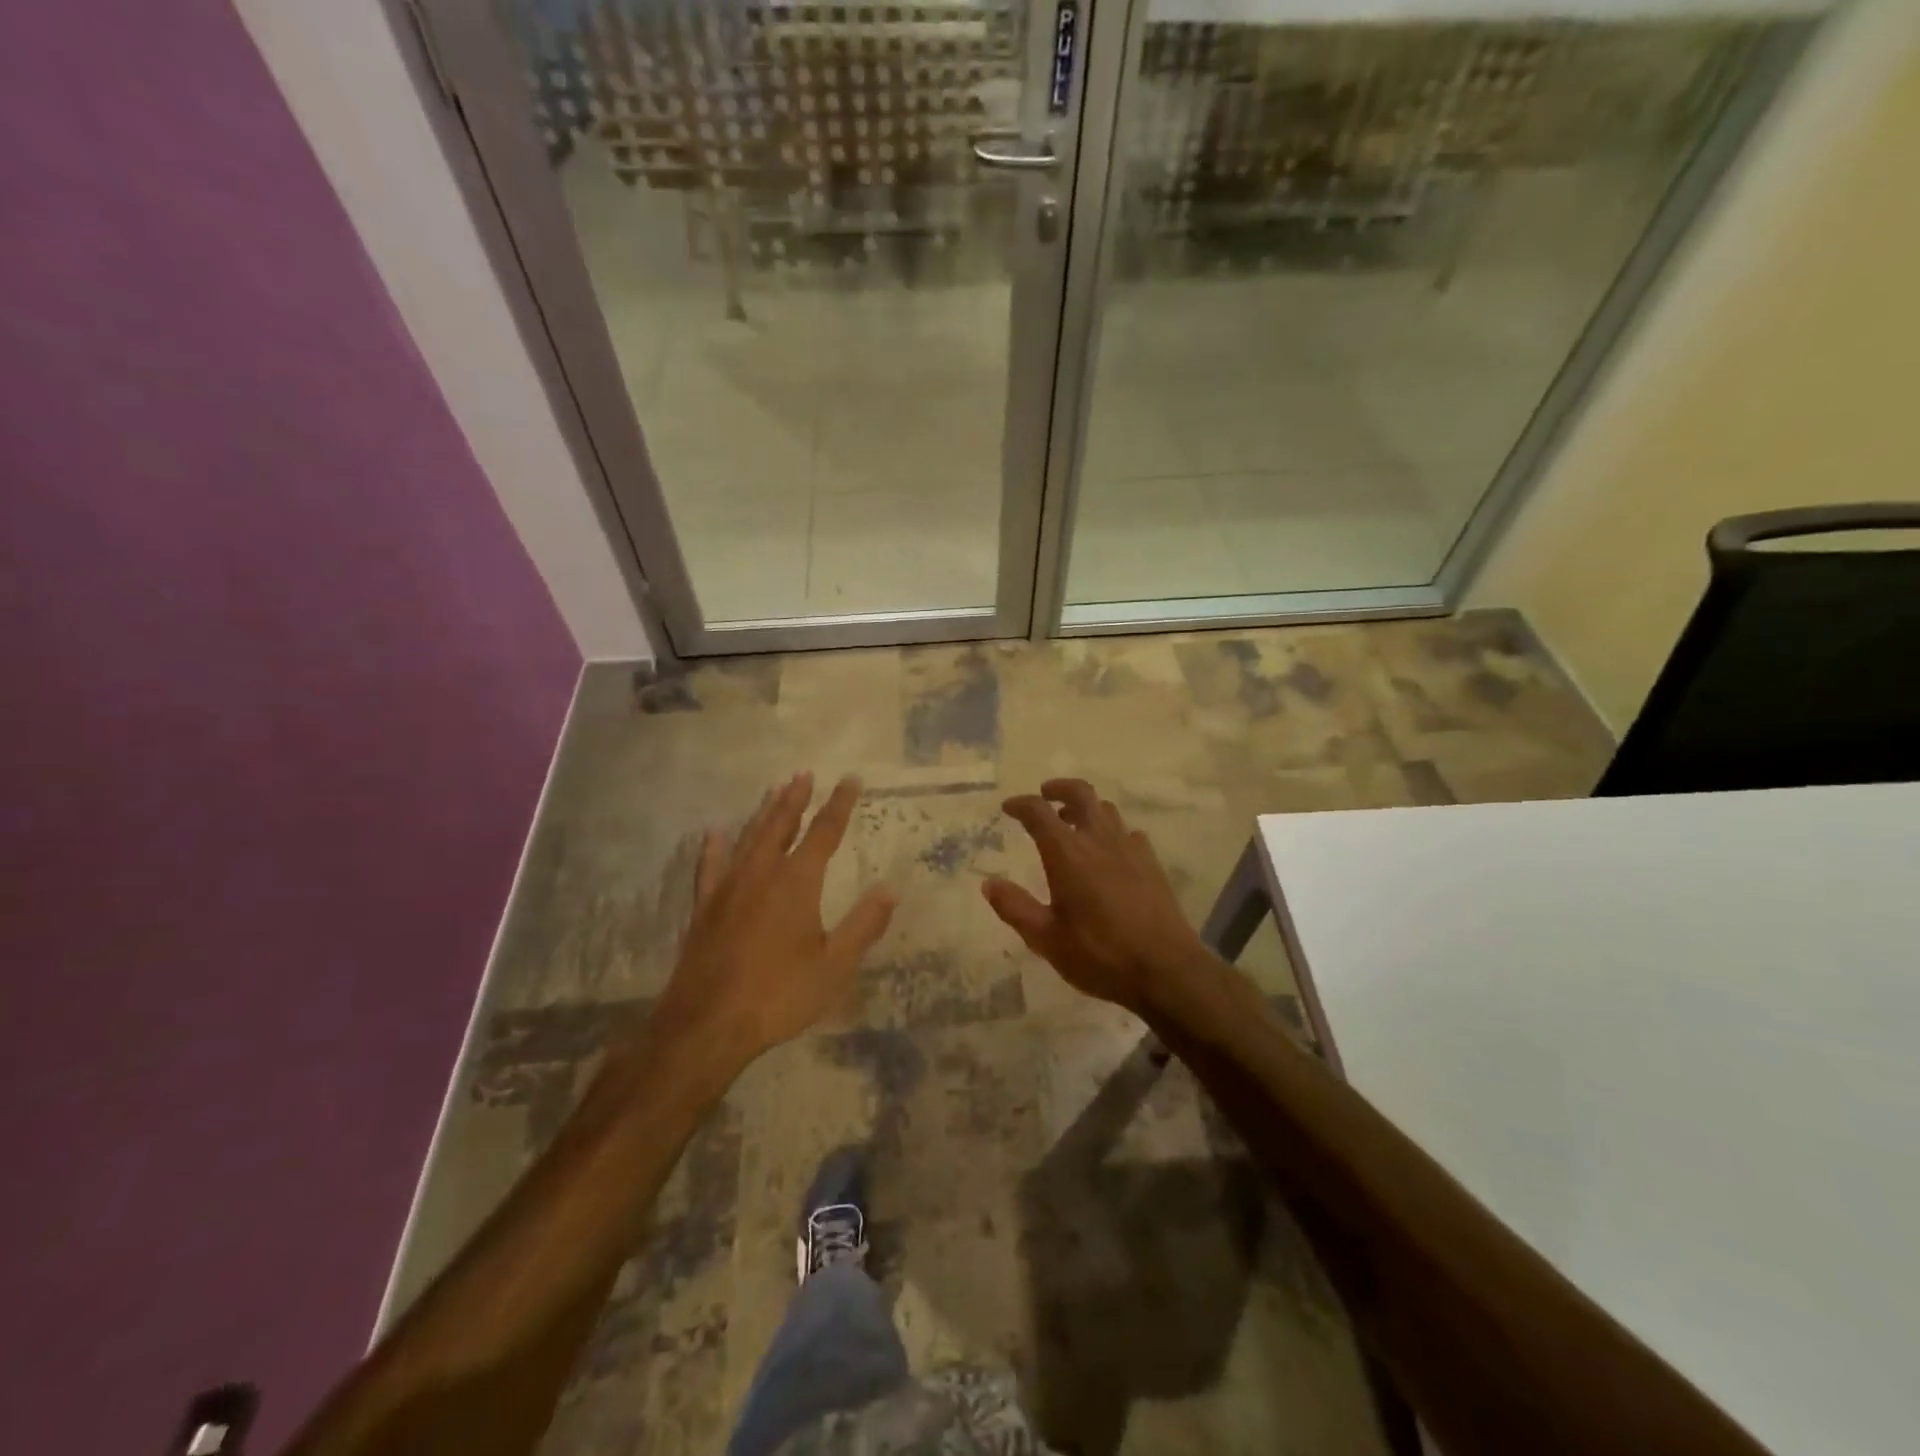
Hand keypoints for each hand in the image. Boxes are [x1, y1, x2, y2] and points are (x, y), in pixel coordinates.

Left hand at [653, 772, 895, 1072]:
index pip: (824, 832)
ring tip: (773, 790)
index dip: (839, 804)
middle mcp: (762, 873)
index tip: (849, 779)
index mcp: (797, 882)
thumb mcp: (834, 966)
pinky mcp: (704, 907)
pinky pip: (710, 867)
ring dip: (763, 813)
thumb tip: (889, 889)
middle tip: (803, 774)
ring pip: (749, 838)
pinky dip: (714, 847)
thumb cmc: (779, 994)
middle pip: (781, 825)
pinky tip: (714, 834)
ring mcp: (728, 888)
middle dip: (795, 799)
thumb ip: (863, 925)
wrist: (707, 1024)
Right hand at [983, 778, 1217, 1018]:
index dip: (1021, 804)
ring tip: (1072, 822)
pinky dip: (1111, 831)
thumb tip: (989, 884)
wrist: (1166, 969)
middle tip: (1045, 795)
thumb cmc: (1100, 955)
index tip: (1008, 807)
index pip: (1039, 813)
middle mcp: (1098, 840)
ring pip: (1106, 810)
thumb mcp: (1046, 939)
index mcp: (1067, 854)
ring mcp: (1129, 849)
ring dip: (1085, 808)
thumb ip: (1015, 908)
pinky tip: (1109, 852)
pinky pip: (1128, 832)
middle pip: (1080, 794)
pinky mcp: (1151, 863)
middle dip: (1059, 788)